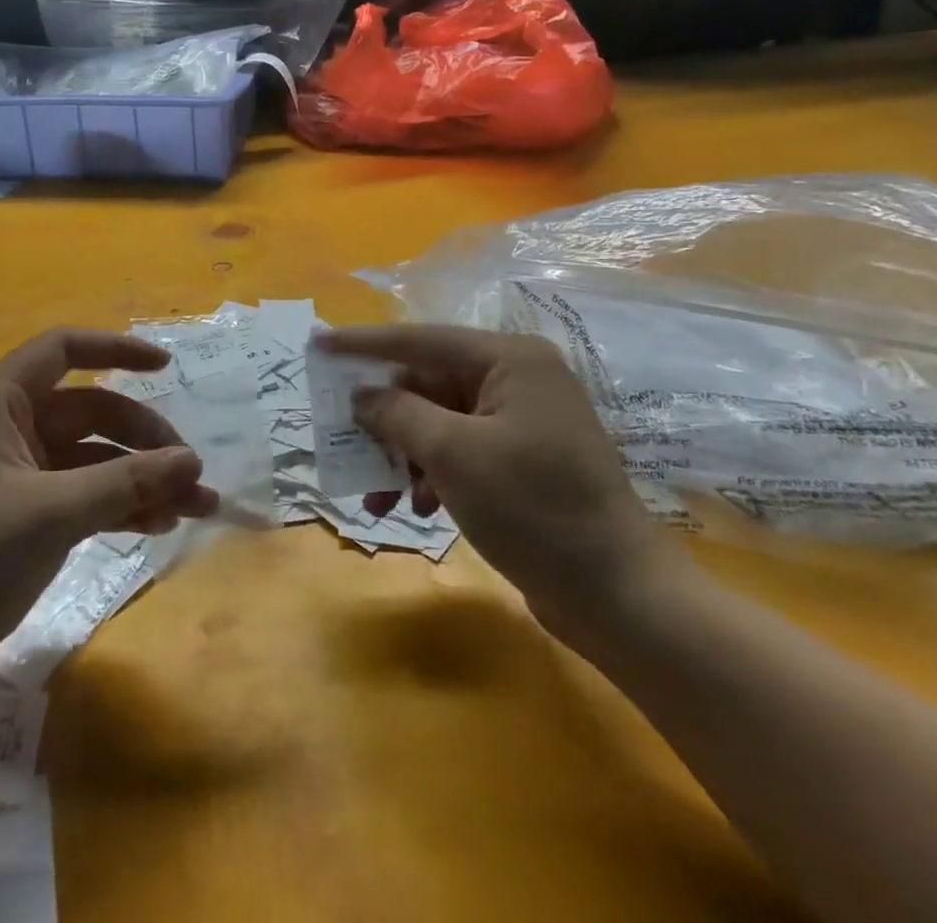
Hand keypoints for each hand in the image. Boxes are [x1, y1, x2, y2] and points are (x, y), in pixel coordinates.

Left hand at [0, 329, 219, 722]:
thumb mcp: (51, 514)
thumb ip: (125, 482)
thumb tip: (192, 461)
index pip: (60, 351)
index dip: (115, 349)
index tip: (166, 365)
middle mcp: (4, 431)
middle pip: (88, 411)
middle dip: (142, 438)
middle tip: (191, 472)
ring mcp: (13, 478)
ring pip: (90, 459)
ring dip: (139, 479)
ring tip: (194, 507)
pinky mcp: (19, 520)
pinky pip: (80, 497)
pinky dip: (117, 507)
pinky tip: (157, 526)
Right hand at [315, 325, 677, 641]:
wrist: (620, 597)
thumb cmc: (534, 510)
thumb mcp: (452, 454)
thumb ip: (397, 414)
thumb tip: (363, 395)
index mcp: (509, 360)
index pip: (419, 340)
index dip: (363, 343)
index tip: (317, 343)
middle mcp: (517, 379)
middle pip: (426, 384)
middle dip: (384, 420)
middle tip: (343, 440)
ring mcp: (521, 421)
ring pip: (437, 422)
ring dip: (402, 455)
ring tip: (377, 499)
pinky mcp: (522, 460)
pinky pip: (458, 450)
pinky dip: (430, 474)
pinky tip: (416, 508)